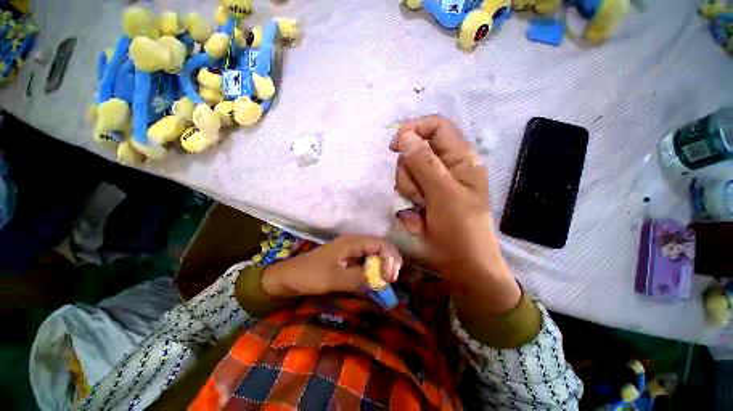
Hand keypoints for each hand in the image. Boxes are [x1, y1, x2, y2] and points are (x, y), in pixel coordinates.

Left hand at [261, 235, 401, 297]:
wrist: (290, 277)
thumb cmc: (309, 275)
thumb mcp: (333, 278)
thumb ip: (358, 278)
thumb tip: (381, 282)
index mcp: (353, 242)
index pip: (382, 243)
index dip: (390, 258)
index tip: (389, 278)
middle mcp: (356, 243)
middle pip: (382, 246)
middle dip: (391, 261)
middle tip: (391, 280)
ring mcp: (353, 251)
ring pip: (377, 253)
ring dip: (385, 265)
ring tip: (386, 281)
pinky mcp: (350, 260)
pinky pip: (368, 261)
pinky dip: (376, 270)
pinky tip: (376, 280)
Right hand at [390, 115, 519, 311]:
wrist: (462, 263)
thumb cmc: (460, 229)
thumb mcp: (444, 194)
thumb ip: (425, 164)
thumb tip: (405, 136)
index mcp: (460, 158)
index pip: (436, 126)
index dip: (414, 129)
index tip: (395, 145)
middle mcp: (446, 166)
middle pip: (414, 151)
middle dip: (409, 173)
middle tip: (419, 196)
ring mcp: (433, 182)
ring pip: (406, 172)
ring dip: (408, 191)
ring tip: (420, 209)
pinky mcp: (423, 196)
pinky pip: (405, 190)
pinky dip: (407, 203)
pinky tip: (417, 217)